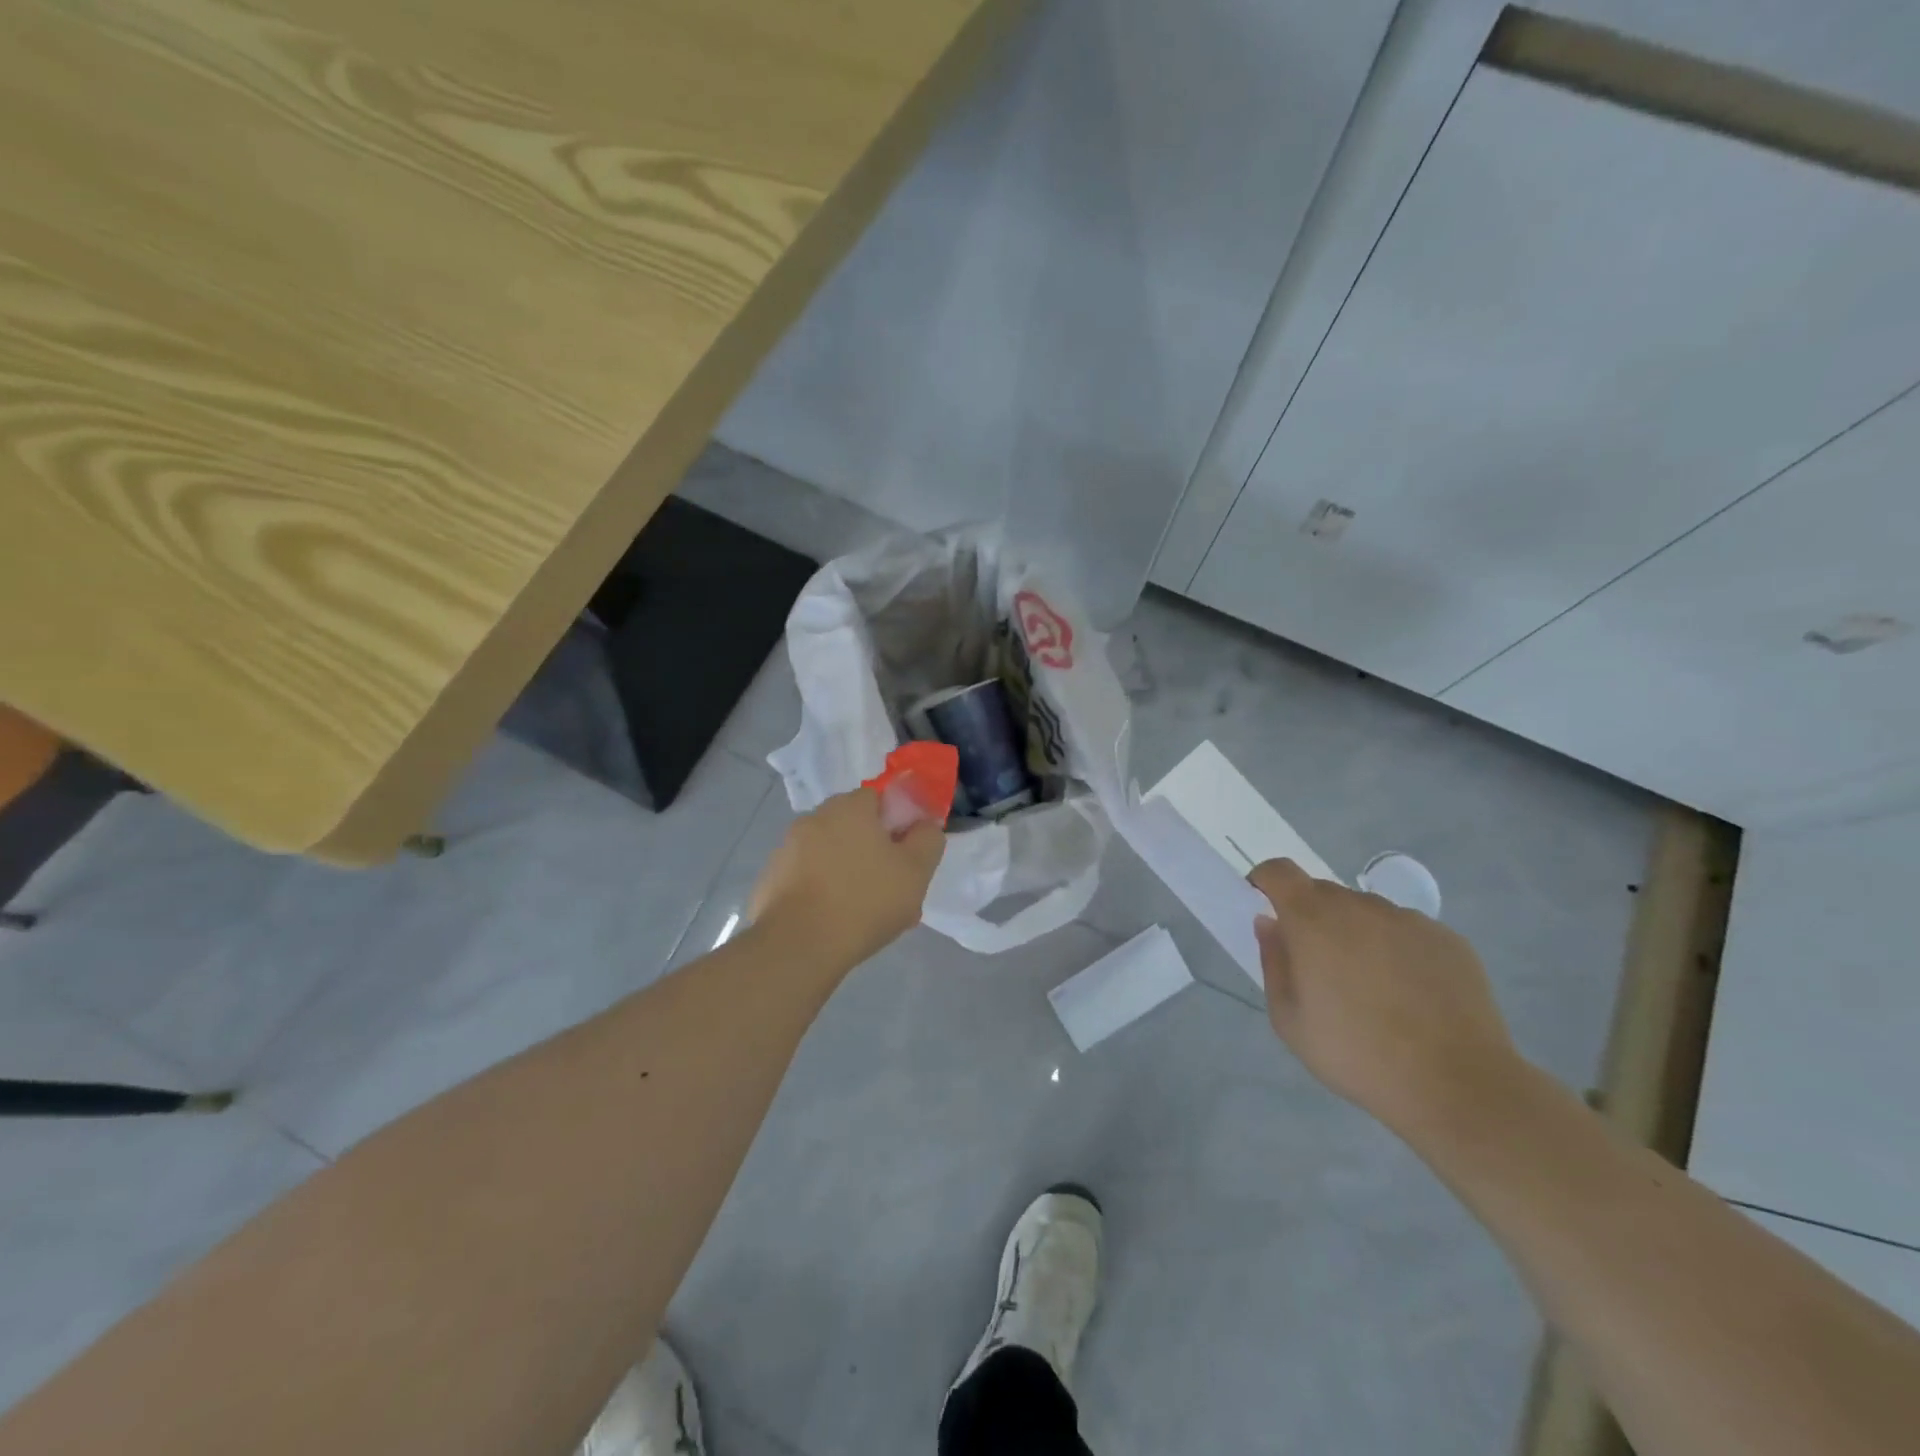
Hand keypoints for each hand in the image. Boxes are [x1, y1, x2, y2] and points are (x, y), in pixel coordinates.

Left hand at [750, 788, 944, 973]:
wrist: (798, 945)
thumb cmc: (865, 901)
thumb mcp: (916, 871)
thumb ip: (928, 839)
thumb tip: (923, 826)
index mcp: (849, 807)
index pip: (878, 800)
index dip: (896, 825)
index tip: (905, 857)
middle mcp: (814, 817)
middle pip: (852, 827)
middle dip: (871, 851)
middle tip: (889, 888)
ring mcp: (786, 848)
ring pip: (829, 855)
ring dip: (845, 873)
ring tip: (863, 914)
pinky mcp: (770, 879)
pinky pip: (806, 879)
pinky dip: (820, 892)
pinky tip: (833, 922)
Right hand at [1247, 859, 1520, 1131]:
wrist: (1456, 1086)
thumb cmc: (1356, 1053)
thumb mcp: (1289, 1020)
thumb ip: (1273, 963)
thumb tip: (1270, 924)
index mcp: (1313, 919)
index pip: (1280, 871)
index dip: (1266, 881)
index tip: (1264, 906)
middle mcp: (1360, 906)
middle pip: (1324, 893)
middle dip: (1312, 917)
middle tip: (1319, 965)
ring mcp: (1408, 920)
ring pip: (1367, 913)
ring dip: (1357, 934)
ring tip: (1371, 987)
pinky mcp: (1448, 940)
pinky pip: (1408, 933)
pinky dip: (1398, 951)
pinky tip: (1410, 996)